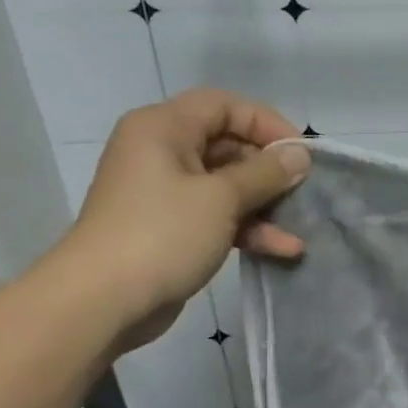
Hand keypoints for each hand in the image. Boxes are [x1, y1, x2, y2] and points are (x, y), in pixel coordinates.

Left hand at [51, 89, 310, 350]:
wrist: (102, 302)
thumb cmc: (162, 234)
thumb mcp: (221, 198)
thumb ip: (265, 173)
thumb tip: (299, 155)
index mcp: (163, 128)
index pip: (224, 106)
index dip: (266, 123)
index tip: (300, 153)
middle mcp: (162, 152)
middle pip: (228, 146)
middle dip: (270, 171)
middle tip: (305, 190)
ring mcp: (166, 193)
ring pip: (227, 186)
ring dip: (265, 205)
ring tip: (300, 226)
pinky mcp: (172, 229)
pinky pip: (218, 216)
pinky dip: (248, 229)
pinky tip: (283, 249)